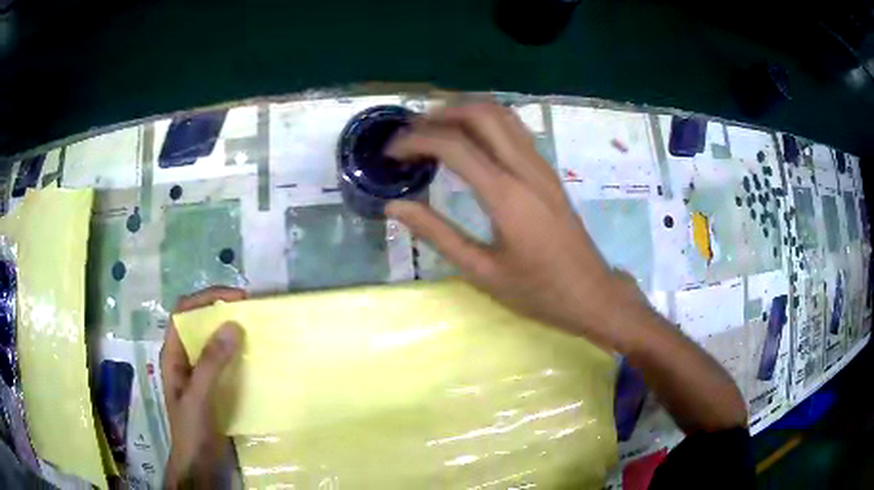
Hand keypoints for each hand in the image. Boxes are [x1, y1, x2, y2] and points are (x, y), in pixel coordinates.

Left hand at [161, 286, 246, 488]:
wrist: (199, 465)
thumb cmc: (192, 430)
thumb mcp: (199, 396)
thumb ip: (211, 363)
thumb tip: (233, 326)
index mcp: (173, 355)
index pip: (183, 313)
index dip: (205, 299)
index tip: (235, 299)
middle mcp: (184, 358)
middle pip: (199, 324)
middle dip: (221, 312)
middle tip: (250, 311)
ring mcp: (198, 373)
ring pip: (212, 342)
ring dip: (231, 333)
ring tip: (256, 330)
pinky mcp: (213, 386)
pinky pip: (225, 362)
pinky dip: (238, 354)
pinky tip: (254, 358)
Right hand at [386, 103, 647, 350]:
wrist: (591, 294)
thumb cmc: (537, 291)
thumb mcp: (481, 271)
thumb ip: (436, 234)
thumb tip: (395, 206)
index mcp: (506, 196)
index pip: (454, 145)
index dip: (416, 141)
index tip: (391, 153)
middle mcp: (526, 169)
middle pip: (480, 113)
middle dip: (439, 114)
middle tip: (411, 133)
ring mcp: (541, 165)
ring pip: (501, 114)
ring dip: (463, 112)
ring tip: (433, 130)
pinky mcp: (548, 170)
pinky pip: (514, 129)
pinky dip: (484, 122)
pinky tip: (468, 141)